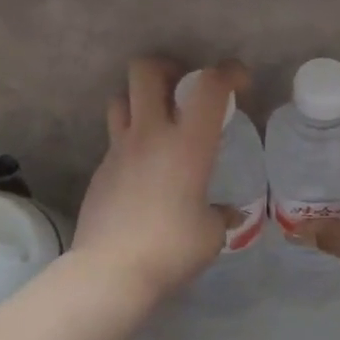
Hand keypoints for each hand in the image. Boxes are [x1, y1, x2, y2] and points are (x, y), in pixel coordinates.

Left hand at [73, 57, 250, 304]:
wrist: (110, 271)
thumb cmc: (171, 249)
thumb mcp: (210, 235)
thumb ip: (220, 216)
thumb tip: (228, 214)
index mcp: (188, 144)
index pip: (210, 85)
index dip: (229, 72)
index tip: (239, 82)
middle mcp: (150, 134)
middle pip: (145, 70)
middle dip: (167, 67)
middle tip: (183, 87)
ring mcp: (119, 149)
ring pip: (120, 98)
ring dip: (140, 99)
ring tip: (157, 121)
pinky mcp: (100, 170)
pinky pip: (115, 139)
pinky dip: (131, 140)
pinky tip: (143, 169)